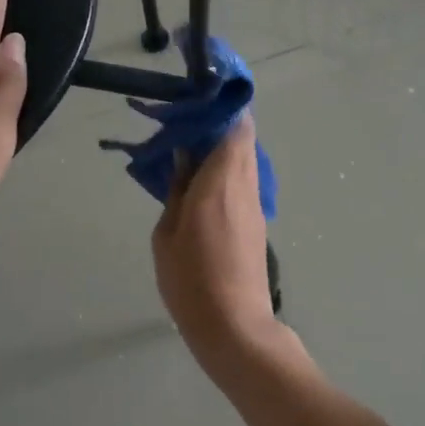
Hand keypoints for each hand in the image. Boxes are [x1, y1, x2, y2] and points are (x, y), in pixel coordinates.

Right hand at [152, 114, 277, 355]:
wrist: (234, 326)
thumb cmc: (191, 280)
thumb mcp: (167, 233)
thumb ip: (176, 188)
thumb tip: (184, 156)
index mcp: (222, 180)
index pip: (236, 124)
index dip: (221, 105)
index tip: (196, 99)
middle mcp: (245, 184)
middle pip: (244, 136)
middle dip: (218, 123)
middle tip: (184, 126)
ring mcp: (255, 204)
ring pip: (245, 158)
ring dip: (222, 148)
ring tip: (188, 155)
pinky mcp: (257, 222)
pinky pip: (243, 181)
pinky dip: (226, 171)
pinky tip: (200, 185)